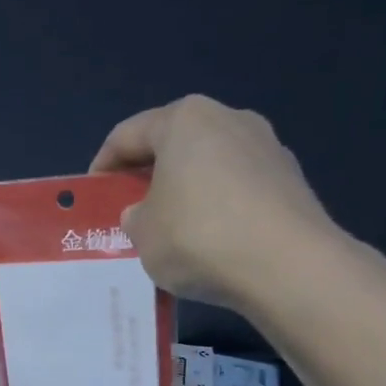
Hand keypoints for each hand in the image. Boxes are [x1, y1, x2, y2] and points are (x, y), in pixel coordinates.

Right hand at [90, 95, 340, 307]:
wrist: (288, 266)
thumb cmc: (199, 237)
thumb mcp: (143, 233)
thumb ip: (135, 216)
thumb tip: (145, 212)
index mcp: (184, 120)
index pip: (127, 134)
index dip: (103, 165)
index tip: (94, 193)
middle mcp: (229, 119)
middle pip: (174, 143)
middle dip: (149, 174)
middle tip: (131, 209)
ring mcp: (267, 146)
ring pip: (210, 164)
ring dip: (187, 189)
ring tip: (173, 228)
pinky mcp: (291, 179)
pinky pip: (239, 187)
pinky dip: (220, 206)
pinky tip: (213, 240)